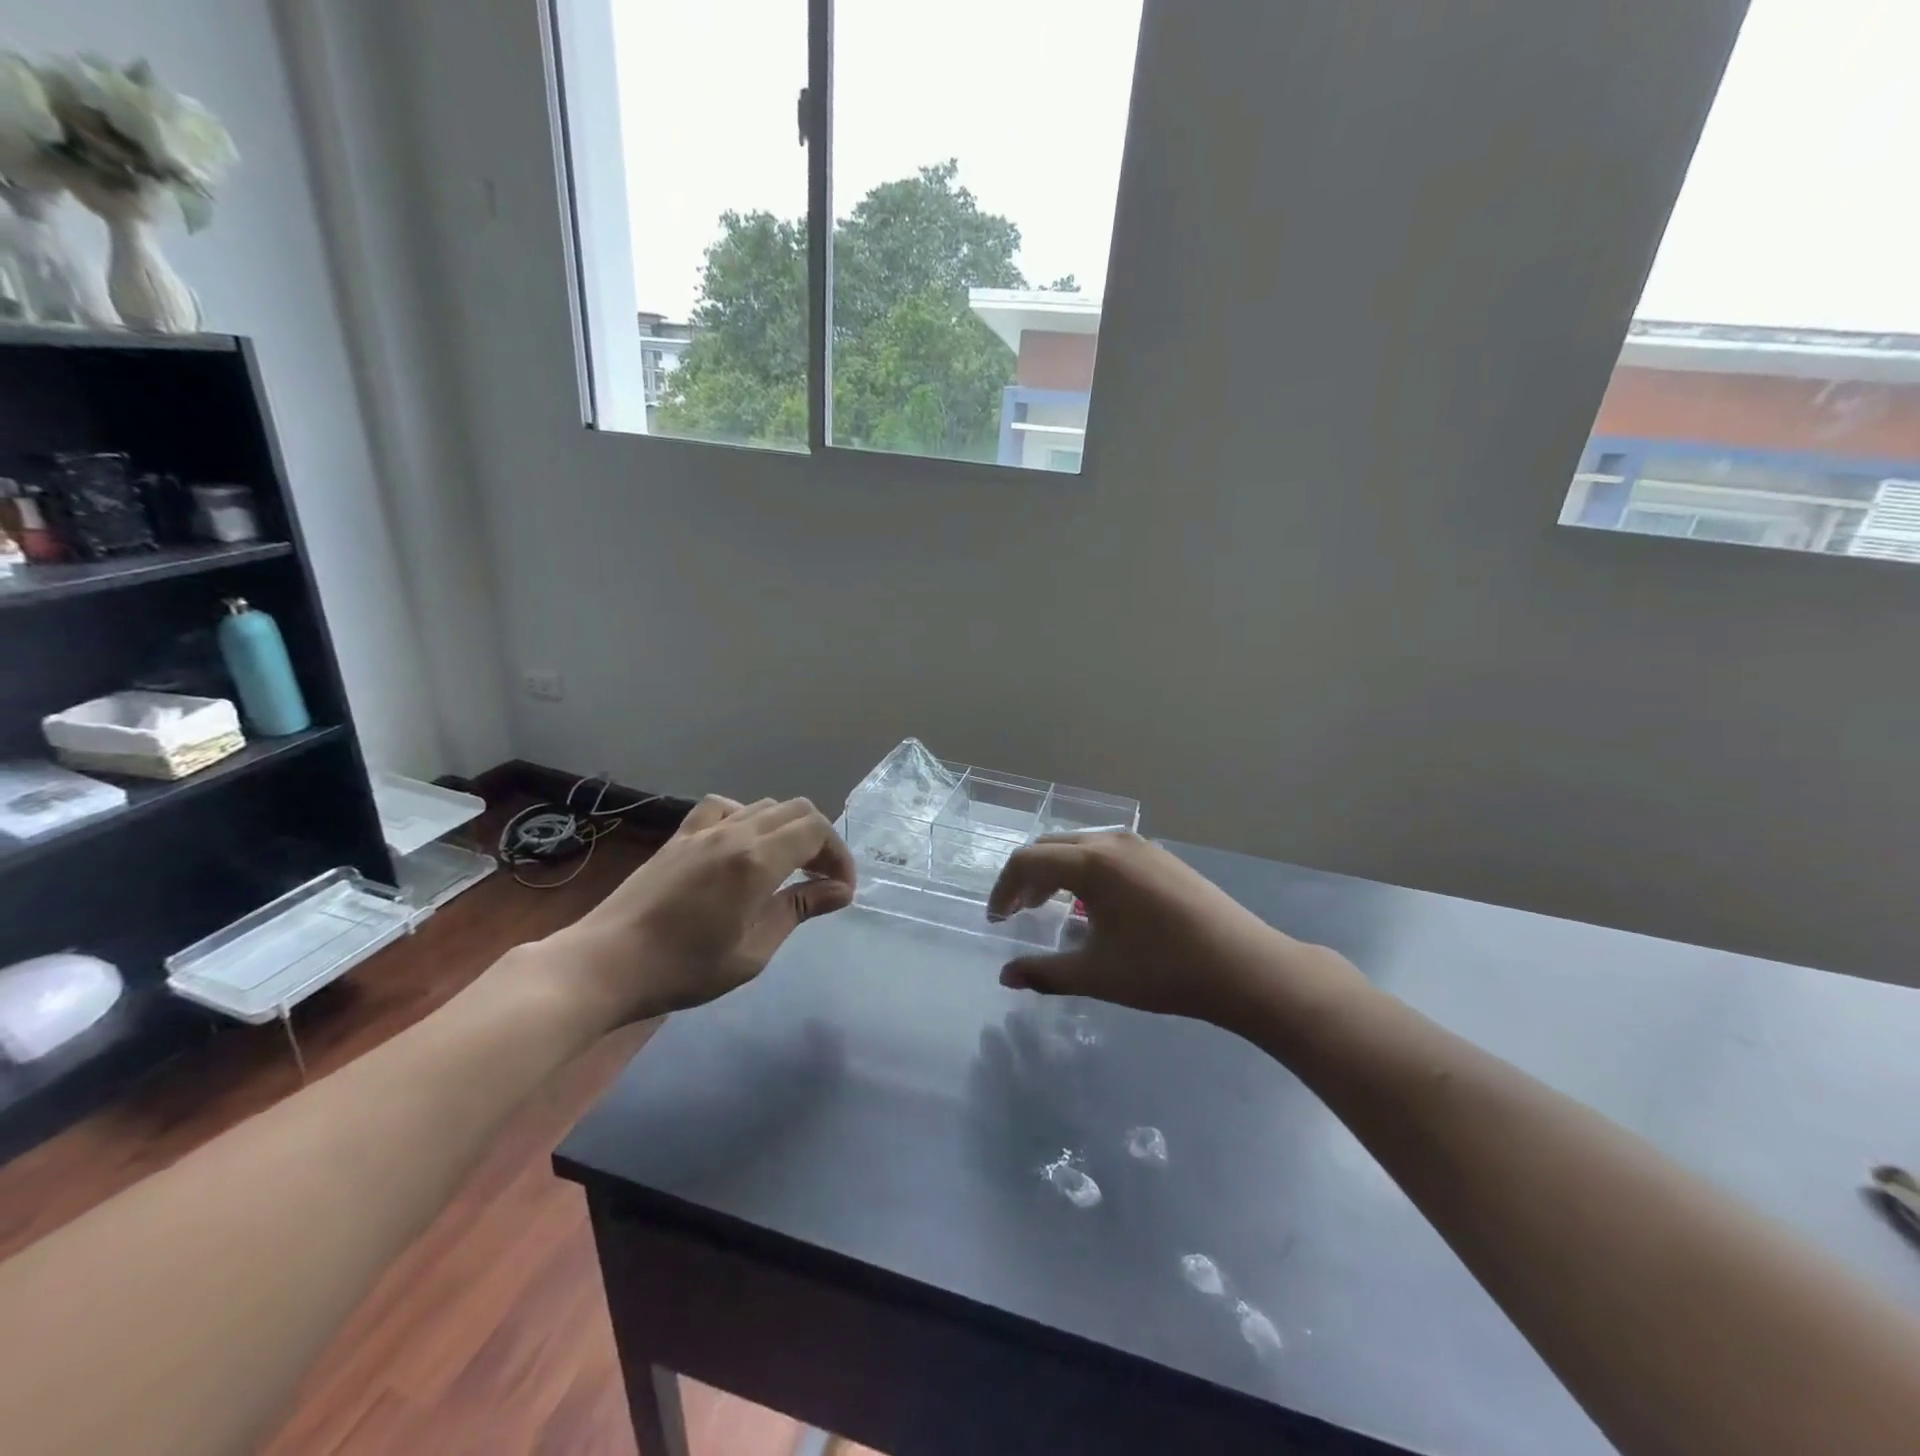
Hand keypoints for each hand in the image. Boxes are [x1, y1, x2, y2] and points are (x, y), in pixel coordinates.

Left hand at [544, 795, 856, 1026]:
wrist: (606, 964)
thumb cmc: (684, 968)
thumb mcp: (752, 951)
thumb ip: (797, 910)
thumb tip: (840, 891)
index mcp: (757, 860)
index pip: (816, 831)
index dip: (839, 855)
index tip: (841, 890)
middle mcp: (735, 832)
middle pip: (796, 810)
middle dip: (820, 840)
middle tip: (821, 879)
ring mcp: (704, 829)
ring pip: (763, 806)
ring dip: (787, 829)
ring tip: (787, 866)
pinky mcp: (680, 835)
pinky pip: (723, 806)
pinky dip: (746, 817)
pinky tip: (741, 845)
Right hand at [987, 833, 1364, 1038]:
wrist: (1244, 966)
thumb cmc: (1163, 970)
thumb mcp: (1096, 975)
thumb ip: (1045, 973)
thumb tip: (1005, 976)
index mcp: (1091, 863)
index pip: (1027, 861)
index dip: (1004, 889)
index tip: (997, 920)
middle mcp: (1112, 841)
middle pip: (1050, 846)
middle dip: (1026, 877)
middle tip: (1017, 912)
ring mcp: (1141, 845)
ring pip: (1080, 846)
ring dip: (1055, 871)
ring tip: (1050, 907)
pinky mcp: (1161, 856)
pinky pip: (1107, 852)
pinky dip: (1084, 870)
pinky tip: (1094, 904)